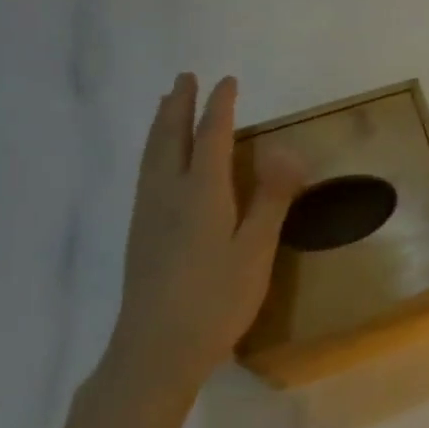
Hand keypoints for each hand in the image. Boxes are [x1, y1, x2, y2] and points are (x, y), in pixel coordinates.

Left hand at [101, 74, 302, 417]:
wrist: (156, 349)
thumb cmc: (216, 300)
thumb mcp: (256, 251)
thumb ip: (271, 199)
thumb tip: (288, 149)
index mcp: (201, 193)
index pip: (211, 137)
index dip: (220, 107)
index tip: (227, 82)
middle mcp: (168, 194)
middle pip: (170, 137)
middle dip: (178, 105)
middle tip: (185, 78)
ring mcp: (148, 214)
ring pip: (152, 154)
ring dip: (161, 123)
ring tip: (166, 105)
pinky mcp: (139, 233)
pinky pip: (146, 172)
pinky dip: (154, 149)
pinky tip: (157, 162)